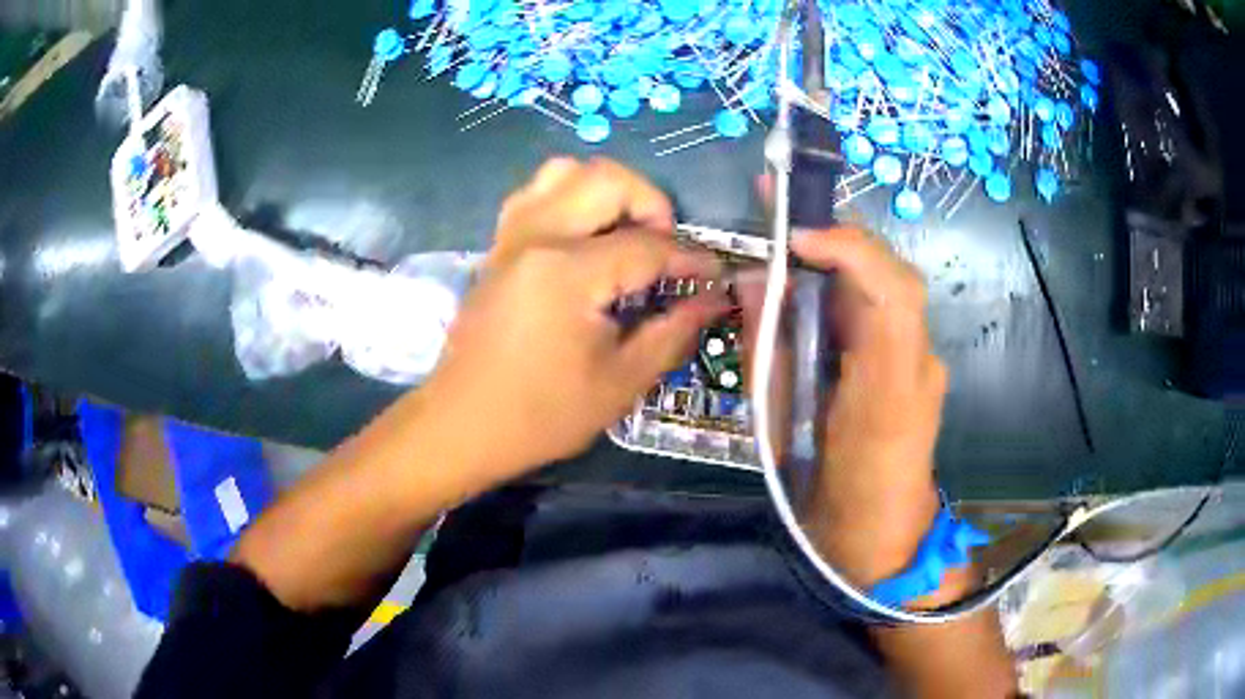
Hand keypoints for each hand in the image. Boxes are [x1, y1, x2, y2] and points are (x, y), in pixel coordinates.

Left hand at [422, 159, 726, 477]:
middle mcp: (538, 236)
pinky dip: (570, 198)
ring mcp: (511, 236)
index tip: (716, 275)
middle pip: (607, 180)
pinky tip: (584, 237)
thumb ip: (673, 333)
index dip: (690, 259)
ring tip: (625, 232)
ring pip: (565, 172)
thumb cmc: (542, 414)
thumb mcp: (620, 383)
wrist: (462, 425)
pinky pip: (536, 193)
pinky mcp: (497, 246)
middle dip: (652, 203)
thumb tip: (713, 300)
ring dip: (607, 191)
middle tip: (666, 247)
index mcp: (569, 272)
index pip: (647, 246)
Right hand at [741, 227, 945, 587]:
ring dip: (843, 255)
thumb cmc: (829, 500)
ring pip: (891, 286)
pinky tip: (817, 284)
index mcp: (888, 390)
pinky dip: (851, 285)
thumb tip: (756, 280)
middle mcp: (919, 364)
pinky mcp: (919, 366)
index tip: (791, 236)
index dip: (847, 249)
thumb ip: (771, 349)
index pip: (891, 293)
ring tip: (791, 237)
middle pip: (893, 275)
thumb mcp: (784, 431)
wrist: (885, 542)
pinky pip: (887, 309)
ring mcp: (925, 363)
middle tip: (780, 210)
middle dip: (838, 234)